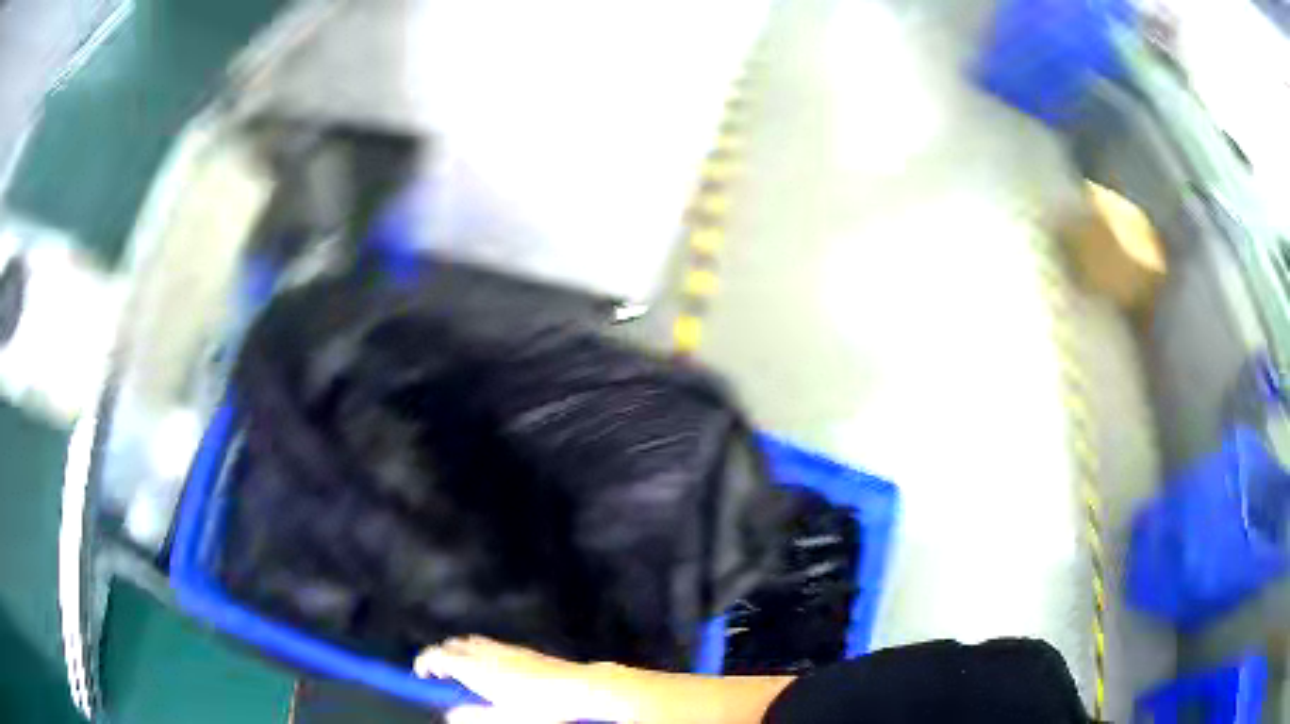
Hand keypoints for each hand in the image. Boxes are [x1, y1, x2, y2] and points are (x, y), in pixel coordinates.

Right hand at [414, 637, 630, 723]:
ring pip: (471, 641)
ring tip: (463, 674)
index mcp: (476, 669)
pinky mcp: (521, 649)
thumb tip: (450, 716)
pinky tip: (491, 670)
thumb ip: (474, 716)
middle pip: (452, 644)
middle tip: (440, 676)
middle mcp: (486, 653)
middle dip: (441, 656)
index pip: (438, 655)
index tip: (419, 674)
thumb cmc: (540, 707)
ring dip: (460, 652)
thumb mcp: (504, 718)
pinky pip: (490, 644)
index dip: (424, 662)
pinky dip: (479, 651)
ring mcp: (505, 648)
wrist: (577, 686)